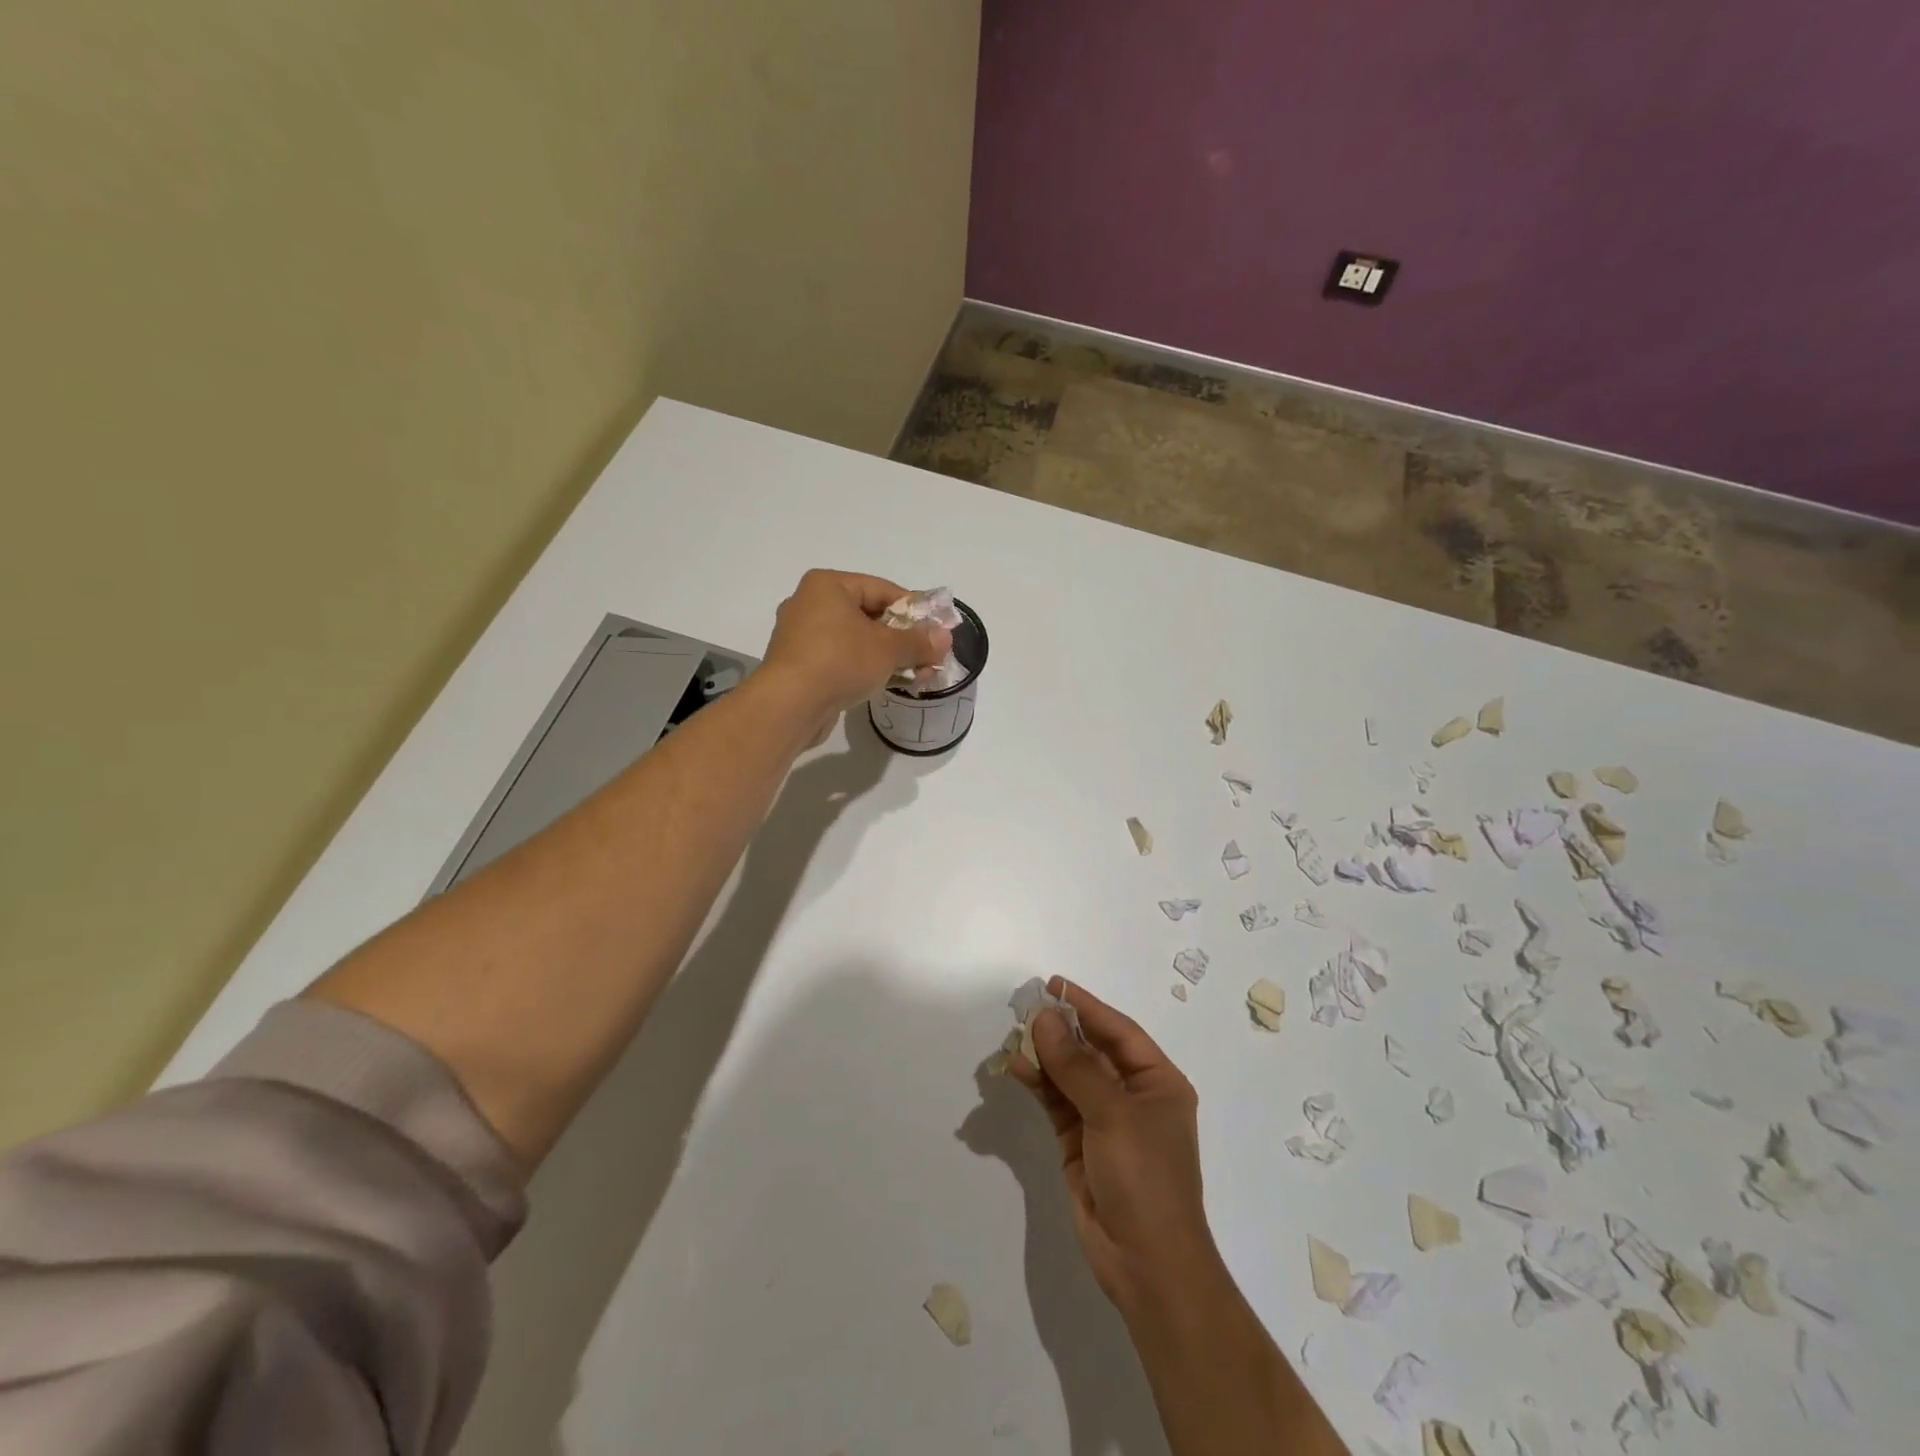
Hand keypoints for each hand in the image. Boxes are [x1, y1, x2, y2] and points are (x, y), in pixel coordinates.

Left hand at [759, 569, 952, 740]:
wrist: (790, 705)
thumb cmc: (840, 661)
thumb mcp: (888, 649)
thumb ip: (919, 641)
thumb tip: (945, 637)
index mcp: (828, 585)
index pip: (882, 589)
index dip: (914, 609)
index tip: (936, 630)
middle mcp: (810, 604)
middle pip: (869, 615)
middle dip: (902, 637)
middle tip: (929, 655)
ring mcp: (801, 637)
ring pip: (855, 640)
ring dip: (887, 656)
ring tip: (915, 674)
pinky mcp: (799, 666)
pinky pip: (840, 660)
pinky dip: (864, 668)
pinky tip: (885, 684)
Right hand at [1009, 978, 1224, 1314]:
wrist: (1146, 1265)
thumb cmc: (1144, 1178)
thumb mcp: (1113, 1115)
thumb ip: (1075, 1065)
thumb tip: (1044, 1017)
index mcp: (1158, 1082)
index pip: (1119, 1031)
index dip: (1087, 1006)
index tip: (1054, 985)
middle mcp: (1133, 1095)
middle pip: (1092, 1050)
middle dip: (1060, 1029)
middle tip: (1024, 1007)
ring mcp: (1105, 1120)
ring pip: (1070, 1075)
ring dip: (1044, 1056)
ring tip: (1013, 1037)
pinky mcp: (1080, 1142)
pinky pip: (1057, 1101)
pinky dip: (1038, 1084)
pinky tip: (1016, 1068)